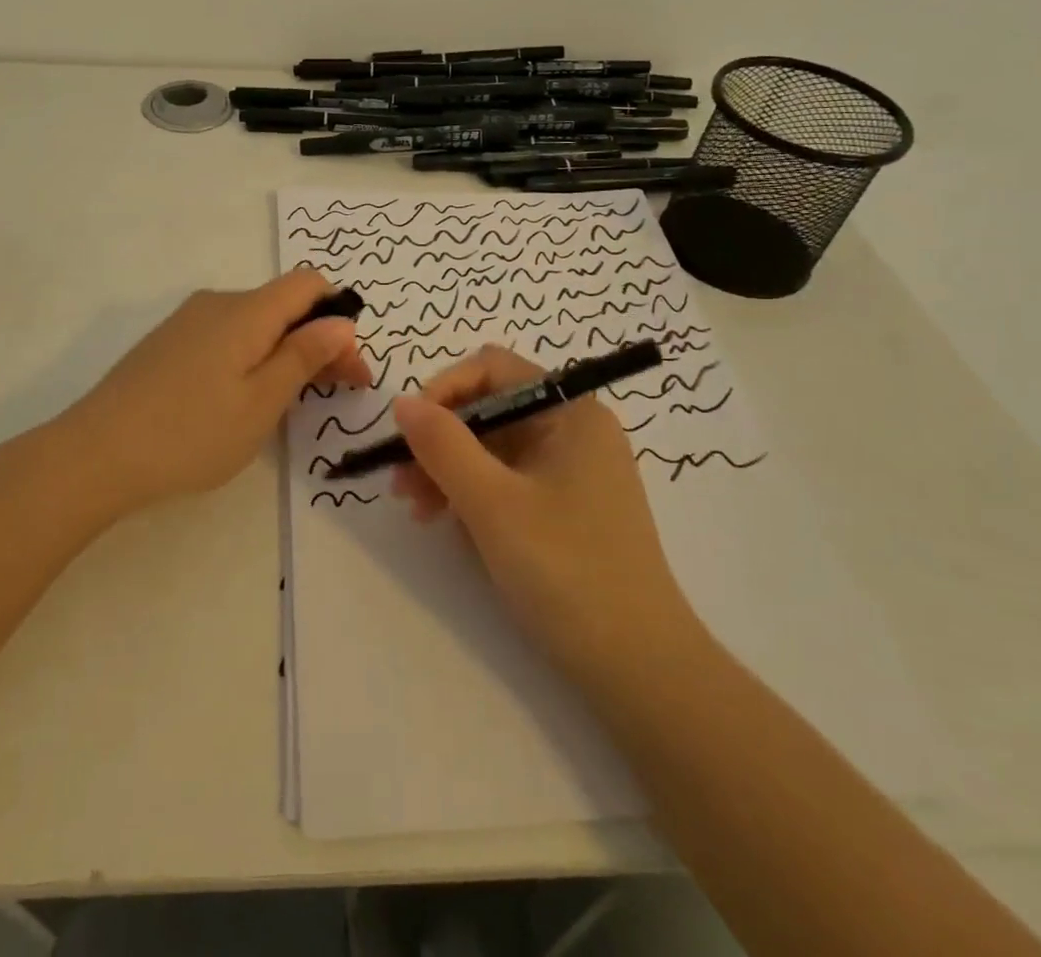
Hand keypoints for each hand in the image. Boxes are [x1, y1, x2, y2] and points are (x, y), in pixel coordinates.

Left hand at [58, 269, 370, 515]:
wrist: (95, 454)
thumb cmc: (191, 432)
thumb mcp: (262, 401)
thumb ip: (304, 355)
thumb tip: (341, 321)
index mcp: (246, 310)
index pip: (308, 283)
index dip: (338, 316)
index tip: (351, 367)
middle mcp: (217, 302)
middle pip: (283, 305)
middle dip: (317, 341)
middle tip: (338, 392)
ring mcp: (187, 322)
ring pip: (254, 323)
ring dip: (285, 352)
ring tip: (290, 402)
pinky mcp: (168, 344)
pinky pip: (225, 337)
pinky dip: (251, 358)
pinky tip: (242, 398)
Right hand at [389, 346, 696, 685]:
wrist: (639, 670)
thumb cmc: (567, 571)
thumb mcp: (492, 503)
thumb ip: (442, 445)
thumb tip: (402, 402)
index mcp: (570, 412)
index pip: (493, 369)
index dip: (445, 390)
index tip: (410, 432)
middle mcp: (573, 431)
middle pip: (490, 410)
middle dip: (440, 440)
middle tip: (401, 484)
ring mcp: (571, 472)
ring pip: (493, 449)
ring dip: (449, 471)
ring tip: (418, 512)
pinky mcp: (565, 509)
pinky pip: (507, 482)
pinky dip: (473, 496)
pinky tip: (451, 527)